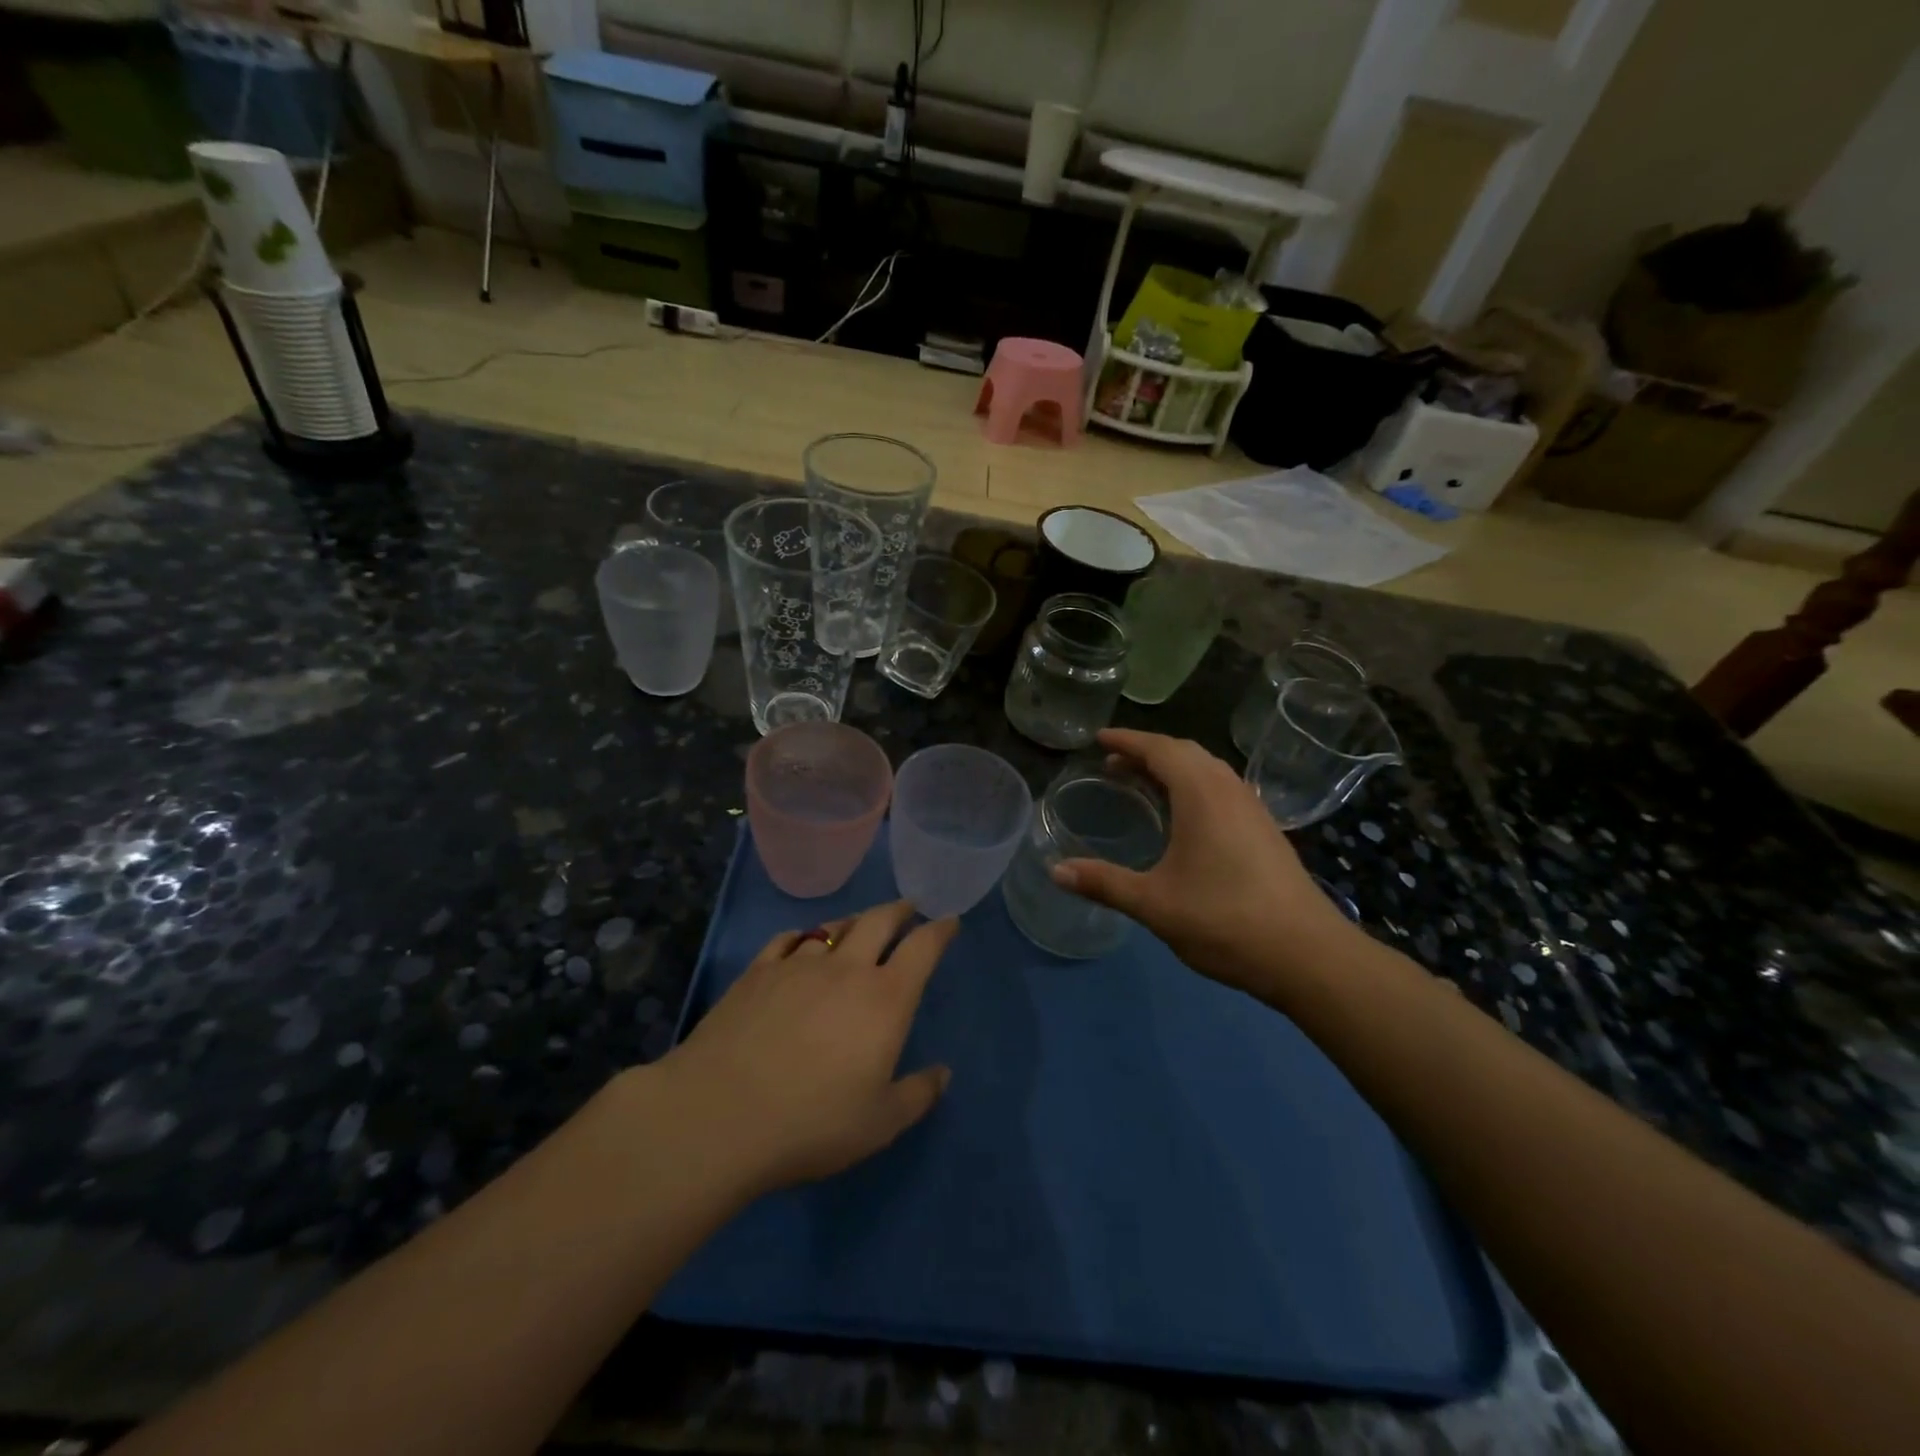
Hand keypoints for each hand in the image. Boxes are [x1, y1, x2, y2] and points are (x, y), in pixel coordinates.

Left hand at [661, 901, 956, 1195]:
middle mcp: (846, 969)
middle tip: (908, 908)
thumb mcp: (879, 1123)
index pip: (922, 949)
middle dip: (899, 911)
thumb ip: (917, 1094)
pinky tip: (800, 943)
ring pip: (833, 927)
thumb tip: (943, 1072)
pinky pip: (787, 940)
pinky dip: (803, 936)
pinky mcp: (757, 971)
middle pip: (879, 921)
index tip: (949, 921)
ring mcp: (798, 965)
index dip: (940, 931)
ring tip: (859, 925)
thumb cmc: (812, 1122)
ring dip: (853, 921)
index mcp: (885, 999)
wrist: (720, 1114)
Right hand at [1051, 729, 1356, 998]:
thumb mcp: (1154, 903)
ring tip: (1141, 783)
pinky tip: (1183, 816)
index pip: (1159, 749)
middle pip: (1185, 752)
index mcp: (1201, 794)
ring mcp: (1252, 809)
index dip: (1126, 740)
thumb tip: (1055, 870)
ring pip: (1207, 770)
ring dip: (1172, 768)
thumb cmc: (1224, 920)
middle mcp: (1229, 790)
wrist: (1307, 954)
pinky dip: (1193, 786)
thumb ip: (1103, 883)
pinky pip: (1222, 789)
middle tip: (1112, 763)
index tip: (1098, 739)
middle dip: (1147, 751)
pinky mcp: (1265, 830)